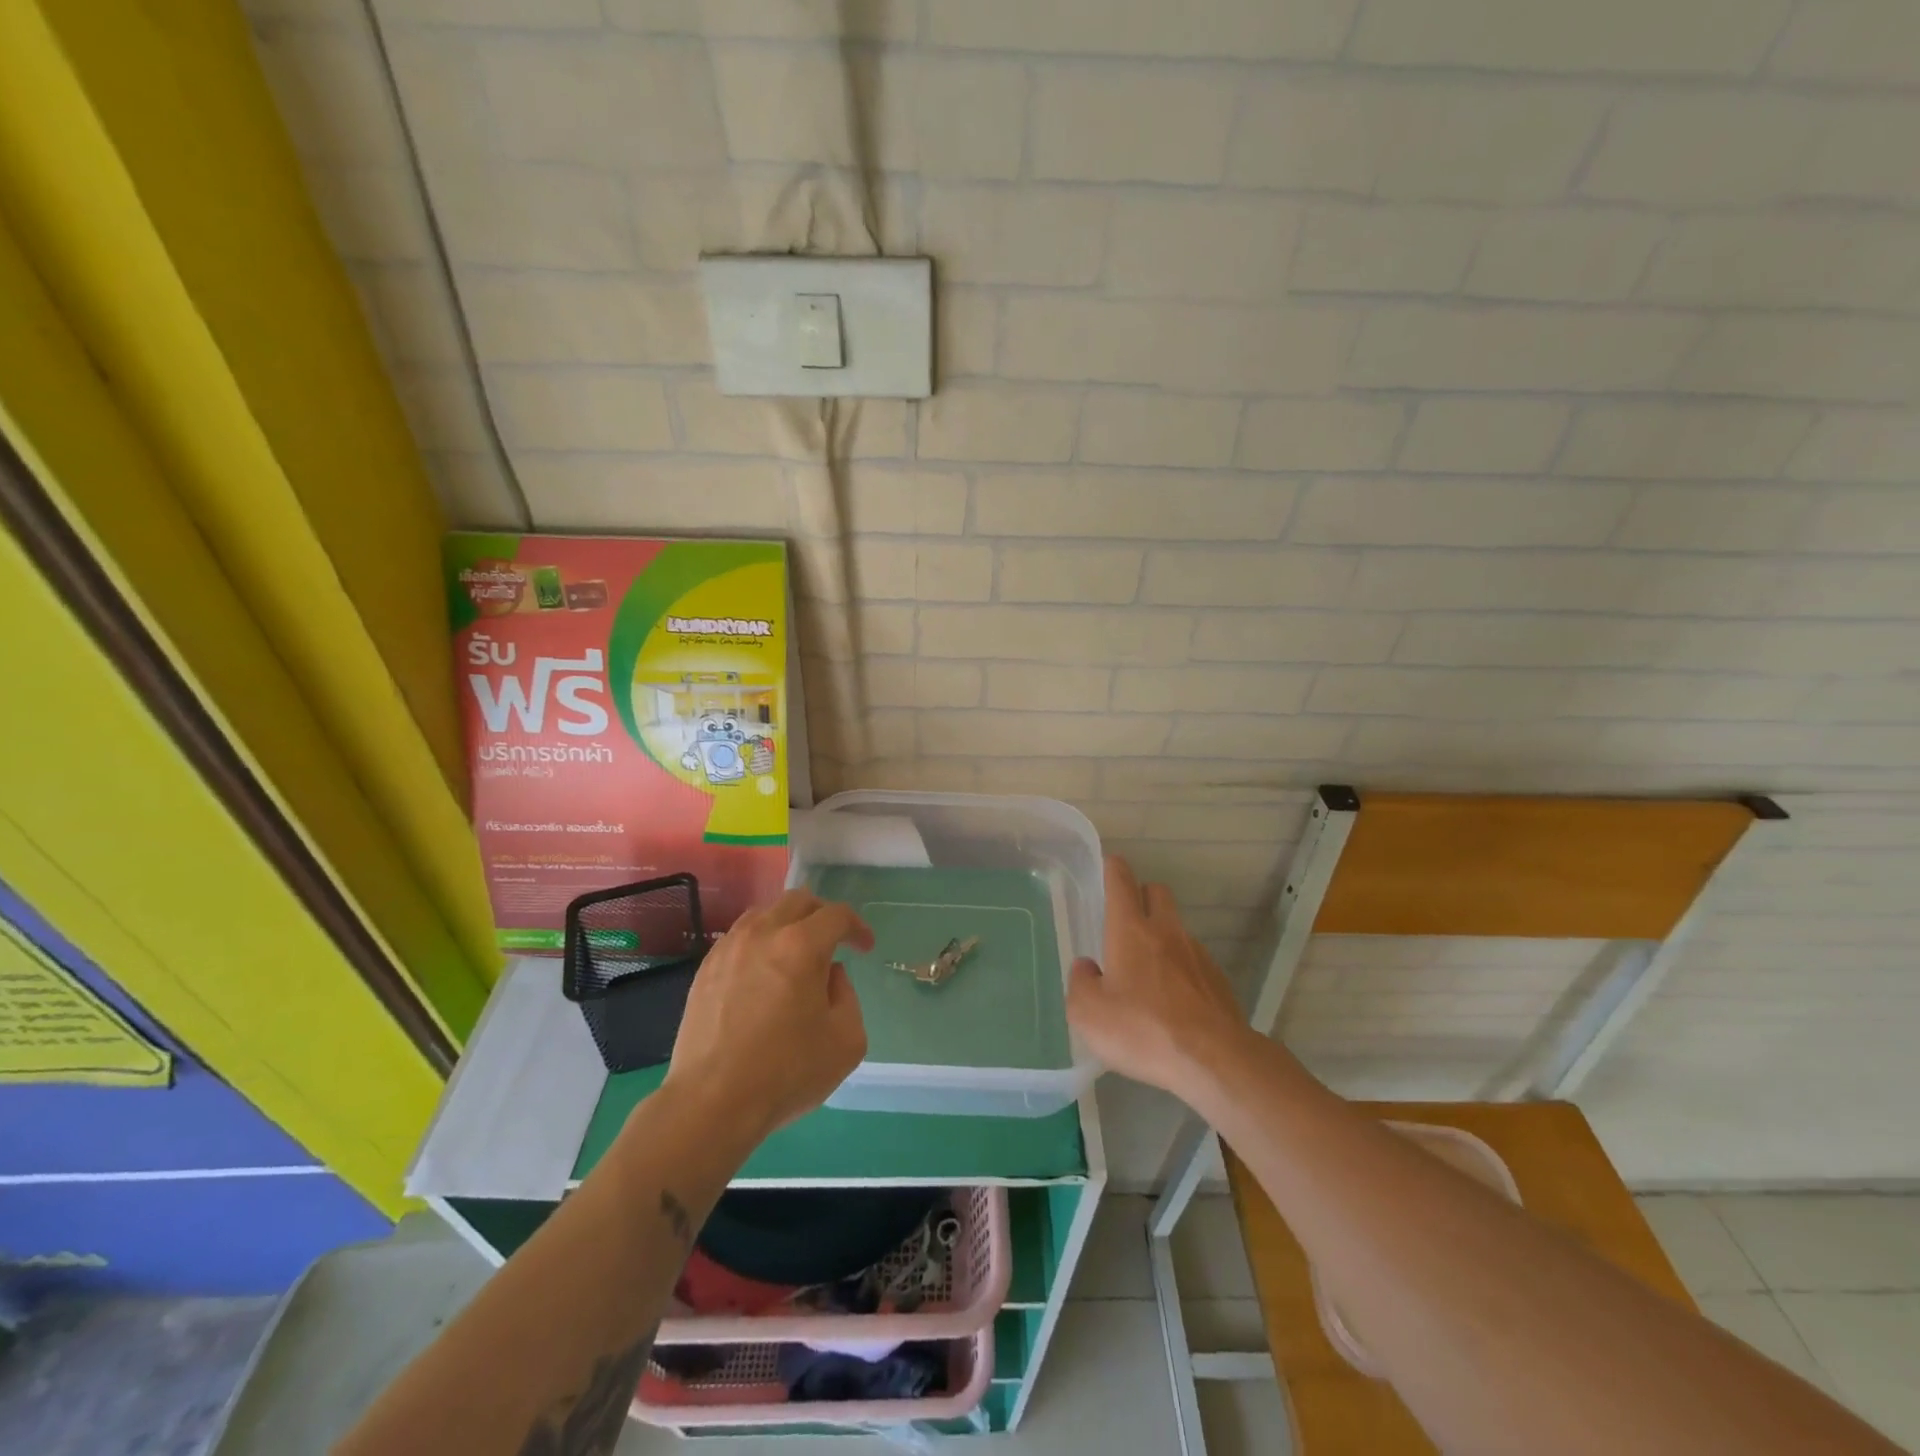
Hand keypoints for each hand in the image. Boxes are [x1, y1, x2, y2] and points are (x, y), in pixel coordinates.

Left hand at [660, 889, 872, 1146]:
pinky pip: (739, 937)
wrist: (712, 1102)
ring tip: (796, 953)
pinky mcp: (706, 969)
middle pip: (799, 901)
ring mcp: (729, 948)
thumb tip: (830, 976)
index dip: (857, 927)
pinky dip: (759, 943)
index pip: (837, 915)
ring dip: (788, 924)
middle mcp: (764, 933)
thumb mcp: (846, 1041)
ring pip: (765, 913)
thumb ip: (847, 996)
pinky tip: (763, 973)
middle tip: (834, 942)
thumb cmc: (786, 1073)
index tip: (864, 947)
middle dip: (823, 915)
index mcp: (802, 946)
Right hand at [1067, 857, 1247, 1097]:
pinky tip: (1174, 1002)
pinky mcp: (1219, 981)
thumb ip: (1081, 984)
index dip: (1114, 869)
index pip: (1121, 882)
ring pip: (1177, 929)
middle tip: (1127, 920)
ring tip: (1148, 973)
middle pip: (1157, 893)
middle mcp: (1166, 932)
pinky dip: (1182, 970)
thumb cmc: (1142, 1030)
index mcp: (1130, 930)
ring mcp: (1197, 955)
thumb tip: (1087, 968)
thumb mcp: (1088, 1014)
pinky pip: (1195, 962)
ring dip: (1163, 937)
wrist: (1213, 1060)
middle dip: (1142, 895)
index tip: (1109, 864)